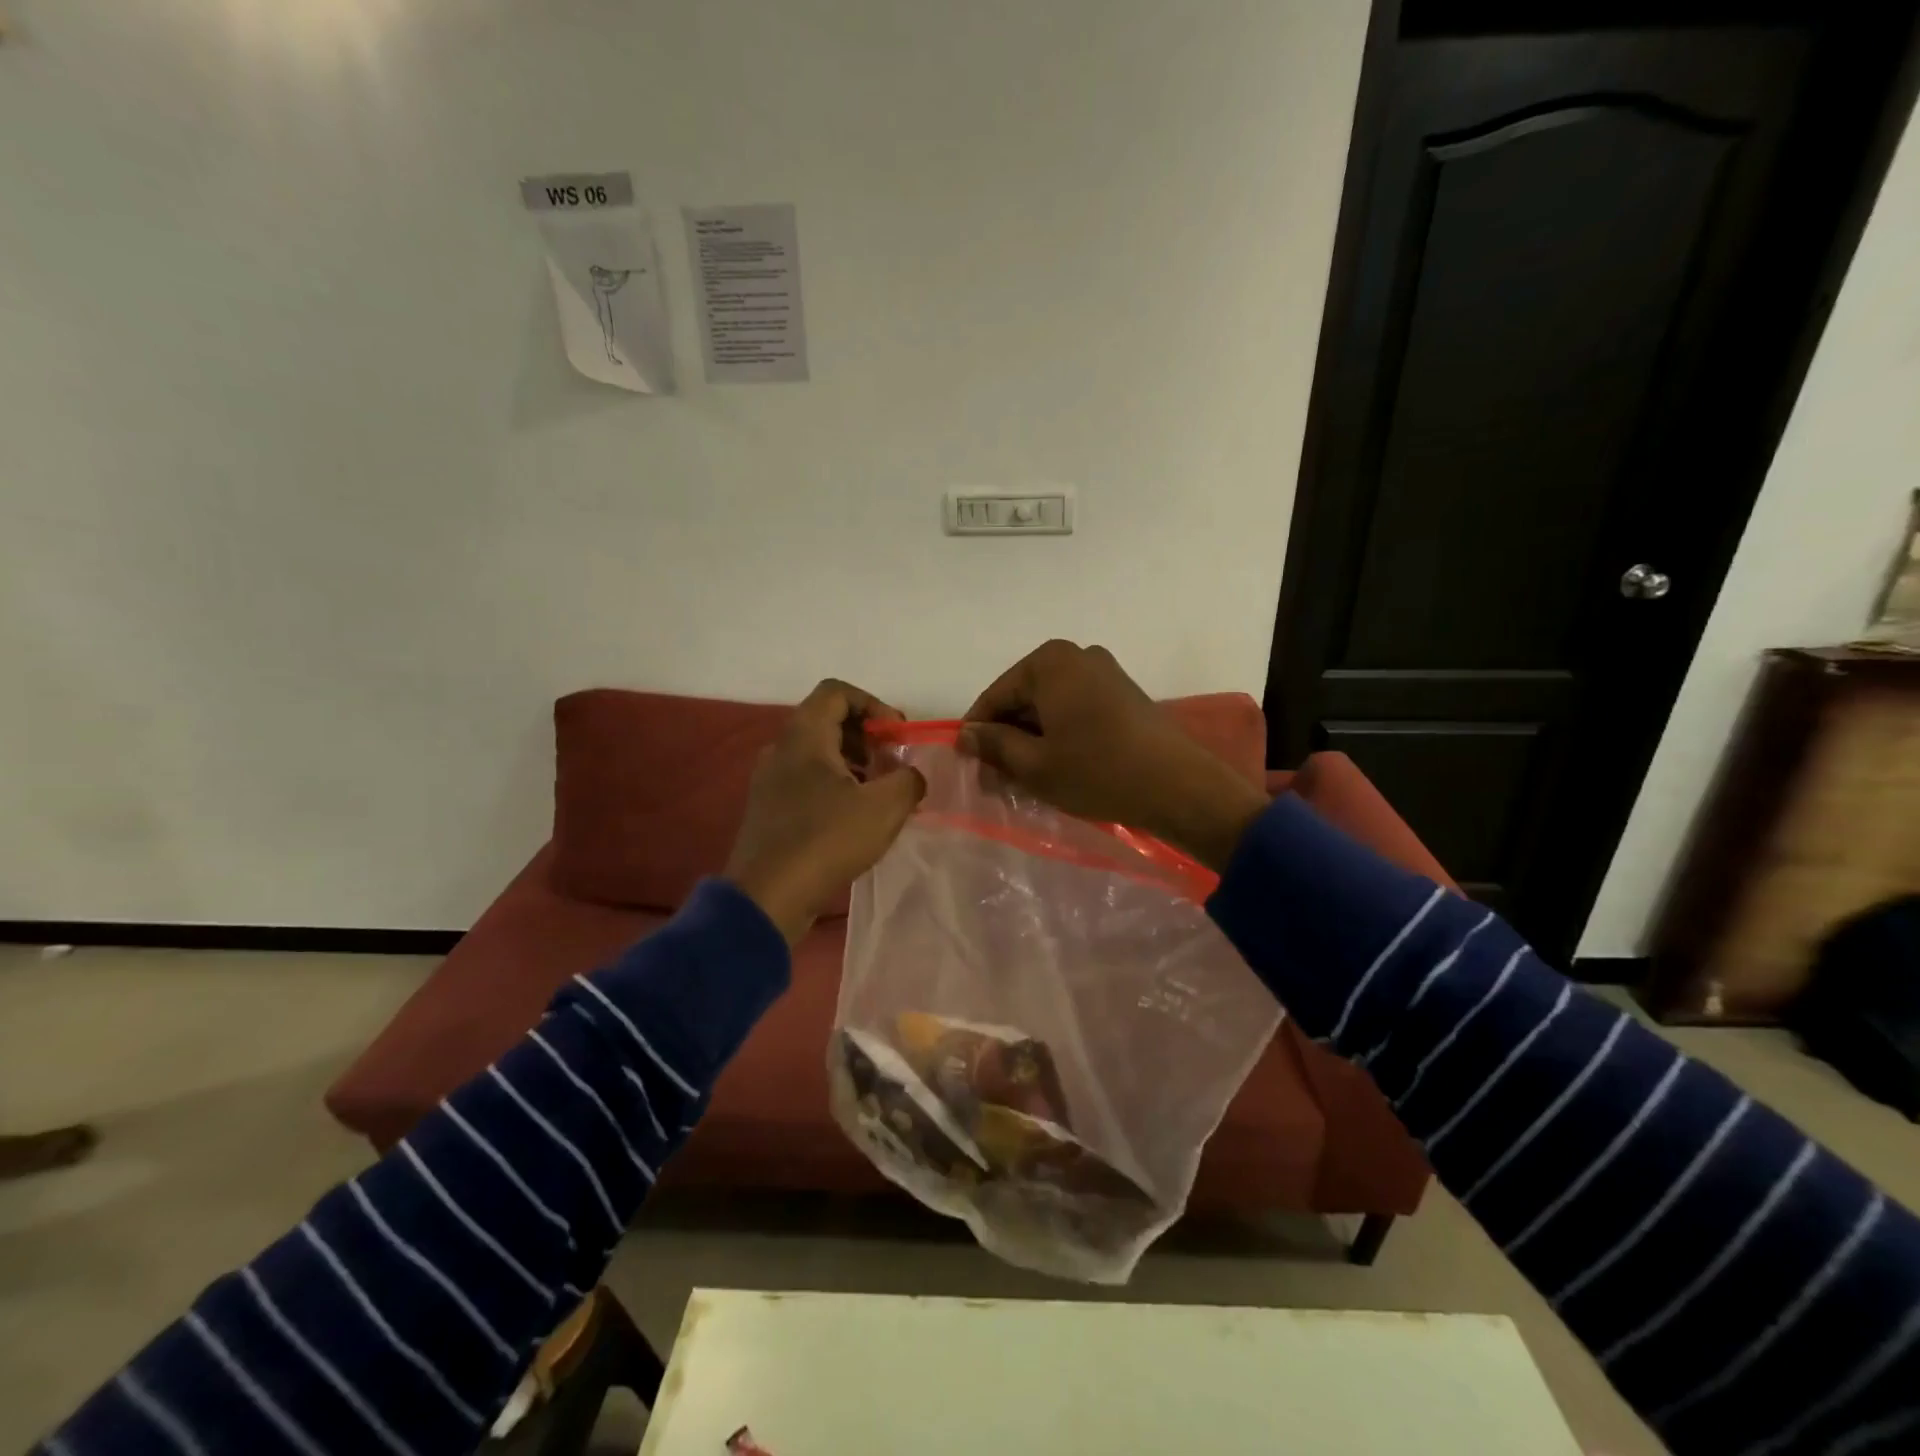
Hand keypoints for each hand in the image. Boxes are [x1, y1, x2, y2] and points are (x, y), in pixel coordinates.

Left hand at [725, 679, 926, 945]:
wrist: (767, 897)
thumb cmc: (825, 840)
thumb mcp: (885, 807)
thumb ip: (909, 780)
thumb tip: (910, 775)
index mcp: (803, 736)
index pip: (837, 692)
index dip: (874, 704)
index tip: (897, 734)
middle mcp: (781, 749)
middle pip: (828, 721)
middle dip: (867, 737)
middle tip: (892, 765)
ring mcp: (770, 781)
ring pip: (818, 754)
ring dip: (853, 764)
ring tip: (879, 795)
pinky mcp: (769, 810)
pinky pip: (806, 781)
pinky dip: (835, 787)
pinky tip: (856, 819)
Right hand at [959, 641, 1267, 871]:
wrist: (1178, 786)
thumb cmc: (1097, 772)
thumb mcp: (1035, 765)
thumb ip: (994, 745)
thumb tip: (966, 735)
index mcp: (1050, 662)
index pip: (995, 695)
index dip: (977, 731)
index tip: (968, 764)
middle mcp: (1077, 655)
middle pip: (1024, 697)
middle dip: (1007, 736)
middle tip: (996, 777)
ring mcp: (1105, 672)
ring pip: (1050, 705)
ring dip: (1032, 738)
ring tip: (1024, 777)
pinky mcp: (1124, 693)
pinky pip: (1076, 709)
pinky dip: (1060, 734)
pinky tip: (1057, 766)